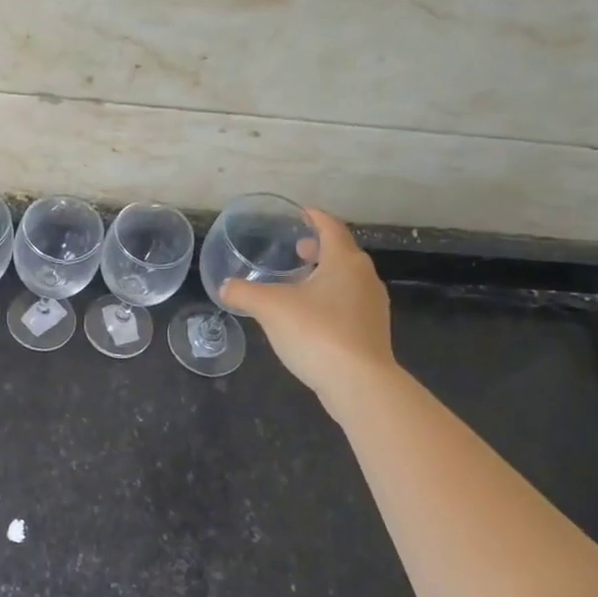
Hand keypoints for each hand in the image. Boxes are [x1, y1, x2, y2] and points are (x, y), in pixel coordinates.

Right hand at [221, 209, 395, 395]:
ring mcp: (373, 306)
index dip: (313, 217)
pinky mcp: (373, 331)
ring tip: (299, 282)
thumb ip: (244, 293)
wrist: (359, 383)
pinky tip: (310, 315)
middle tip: (295, 249)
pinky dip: (331, 298)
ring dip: (325, 274)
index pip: (330, 227)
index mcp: (344, 261)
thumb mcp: (270, 308)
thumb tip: (225, 287)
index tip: (298, 213)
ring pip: (347, 279)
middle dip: (318, 248)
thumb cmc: (316, 332)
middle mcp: (365, 277)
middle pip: (342, 252)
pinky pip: (349, 303)